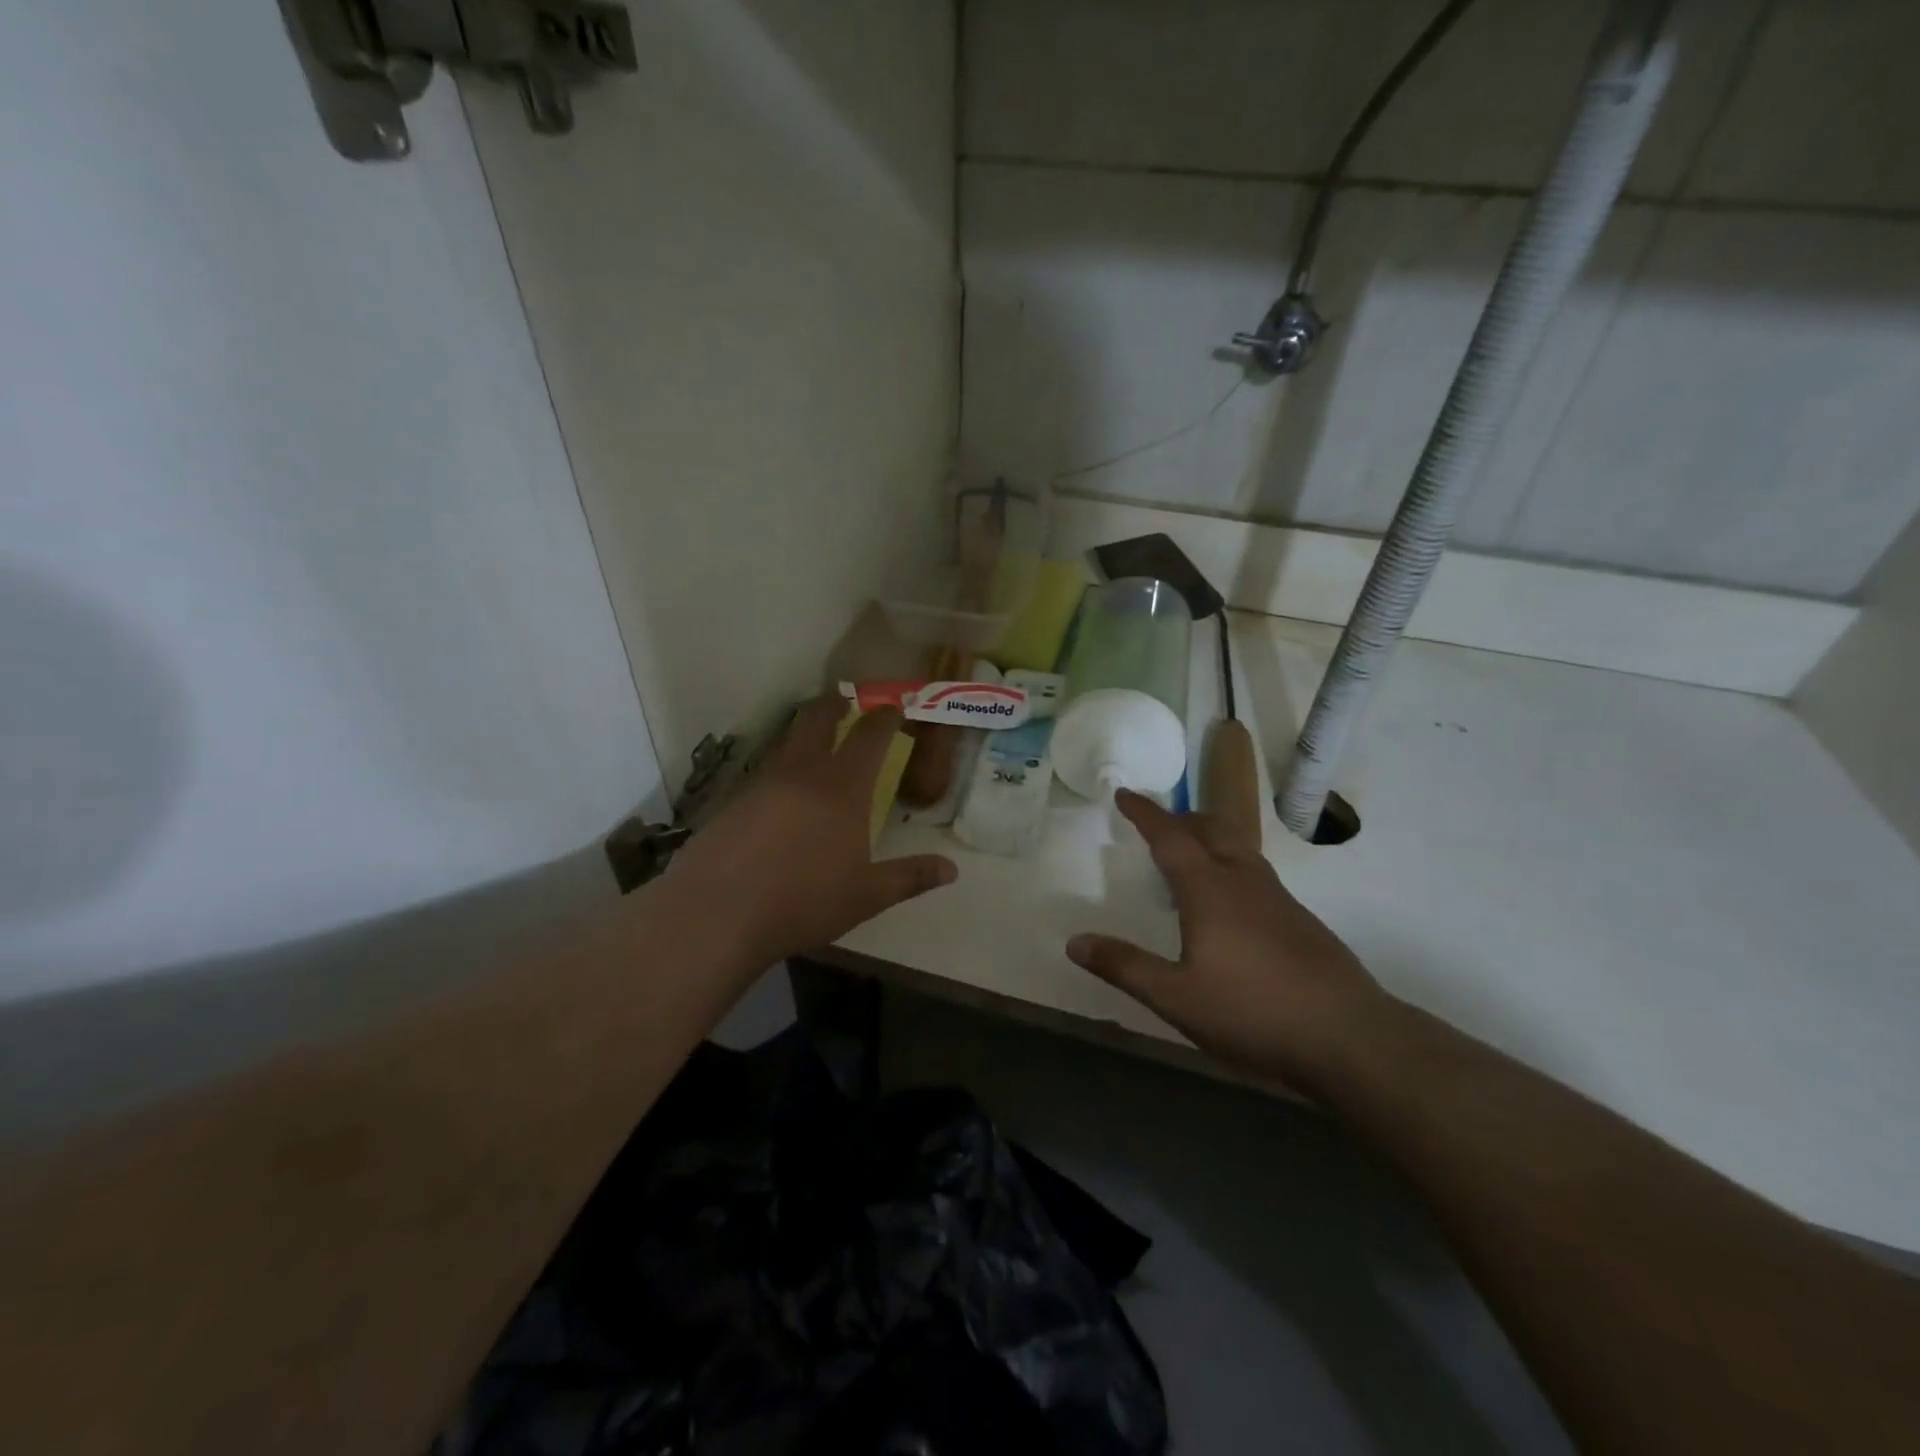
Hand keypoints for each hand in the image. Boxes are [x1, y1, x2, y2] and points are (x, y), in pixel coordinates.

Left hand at [671, 694, 957, 968]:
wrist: (717, 912)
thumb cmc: (803, 900)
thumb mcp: (866, 895)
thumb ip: (910, 878)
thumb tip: (952, 870)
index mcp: (842, 787)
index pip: (869, 736)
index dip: (885, 717)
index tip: (894, 706)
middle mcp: (802, 772)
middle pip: (818, 718)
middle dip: (835, 702)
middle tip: (846, 697)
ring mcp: (762, 782)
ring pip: (787, 741)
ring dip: (805, 731)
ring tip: (816, 739)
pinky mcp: (733, 800)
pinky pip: (764, 770)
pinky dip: (781, 766)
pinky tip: (781, 791)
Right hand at [1066, 790, 1389, 1089]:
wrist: (1349, 1037)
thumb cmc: (1253, 1012)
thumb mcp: (1176, 997)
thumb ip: (1125, 966)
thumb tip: (1075, 942)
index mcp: (1209, 890)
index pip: (1170, 837)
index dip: (1145, 813)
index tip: (1125, 794)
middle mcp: (1245, 881)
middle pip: (1211, 830)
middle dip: (1181, 819)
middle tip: (1157, 823)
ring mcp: (1279, 899)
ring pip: (1239, 850)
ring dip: (1209, 840)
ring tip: (1190, 858)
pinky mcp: (1302, 921)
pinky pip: (1256, 874)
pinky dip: (1231, 867)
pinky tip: (1231, 906)